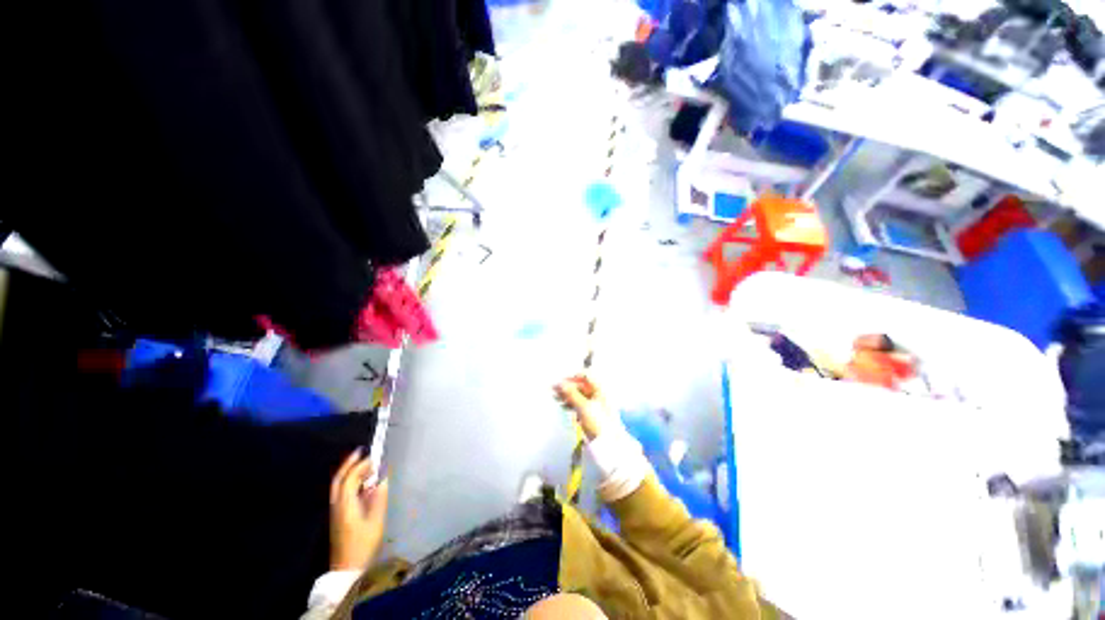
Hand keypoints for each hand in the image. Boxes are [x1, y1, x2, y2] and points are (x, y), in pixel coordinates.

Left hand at [328, 449, 388, 570]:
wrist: (347, 569)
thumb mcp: (376, 521)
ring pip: (338, 486)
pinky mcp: (338, 517)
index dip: (360, 466)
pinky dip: (349, 482)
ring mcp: (335, 512)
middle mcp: (337, 506)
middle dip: (348, 464)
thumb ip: (379, 498)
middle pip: (338, 480)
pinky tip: (361, 483)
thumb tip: (382, 479)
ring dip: (348, 473)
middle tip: (360, 452)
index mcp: (346, 505)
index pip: (349, 479)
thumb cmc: (363, 544)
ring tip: (363, 465)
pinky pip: (341, 493)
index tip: (374, 458)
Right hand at [554, 374, 612, 440]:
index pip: (585, 375)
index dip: (573, 377)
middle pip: (580, 386)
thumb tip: (560, 383)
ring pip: (578, 395)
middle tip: (554, 389)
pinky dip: (570, 403)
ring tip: (556, 397)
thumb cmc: (599, 423)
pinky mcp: (590, 414)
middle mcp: (597, 394)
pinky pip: (578, 404)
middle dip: (567, 387)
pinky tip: (563, 405)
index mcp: (599, 389)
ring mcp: (594, 404)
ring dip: (567, 395)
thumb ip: (571, 393)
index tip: (562, 381)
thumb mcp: (583, 406)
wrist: (608, 444)